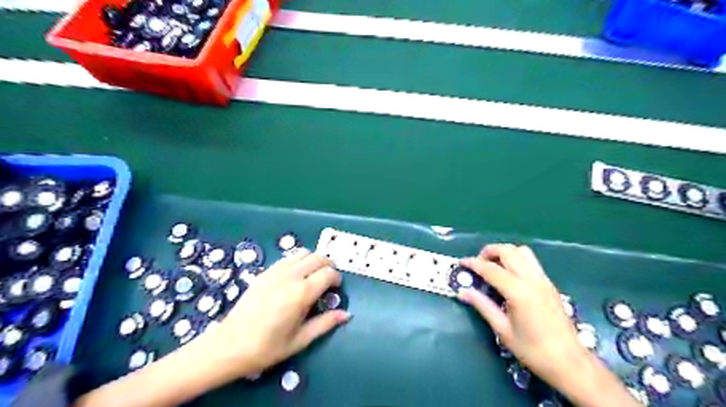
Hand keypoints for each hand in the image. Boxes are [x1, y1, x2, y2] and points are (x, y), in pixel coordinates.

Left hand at [204, 247, 351, 377]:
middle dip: (328, 265)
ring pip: (303, 253)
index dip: (336, 279)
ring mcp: (276, 271)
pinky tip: (295, 276)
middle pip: (318, 257)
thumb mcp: (301, 340)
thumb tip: (347, 314)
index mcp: (302, 293)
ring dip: (313, 260)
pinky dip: (298, 261)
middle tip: (328, 281)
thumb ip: (326, 323)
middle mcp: (291, 276)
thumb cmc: (267, 347)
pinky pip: (288, 257)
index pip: (328, 273)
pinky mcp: (265, 272)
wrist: (229, 346)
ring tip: (312, 276)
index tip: (335, 289)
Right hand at [459, 244, 589, 388]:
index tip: (461, 263)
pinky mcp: (549, 284)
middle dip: (489, 251)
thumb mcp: (503, 330)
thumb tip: (463, 292)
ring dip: (504, 252)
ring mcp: (543, 280)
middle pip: (508, 251)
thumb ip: (483, 306)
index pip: (491, 269)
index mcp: (518, 292)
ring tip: (493, 266)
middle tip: (477, 263)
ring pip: (521, 252)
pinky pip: (531, 261)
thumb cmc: (533, 350)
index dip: (474, 263)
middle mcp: (532, 280)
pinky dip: (516, 259)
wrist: (570, 362)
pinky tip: (509, 275)